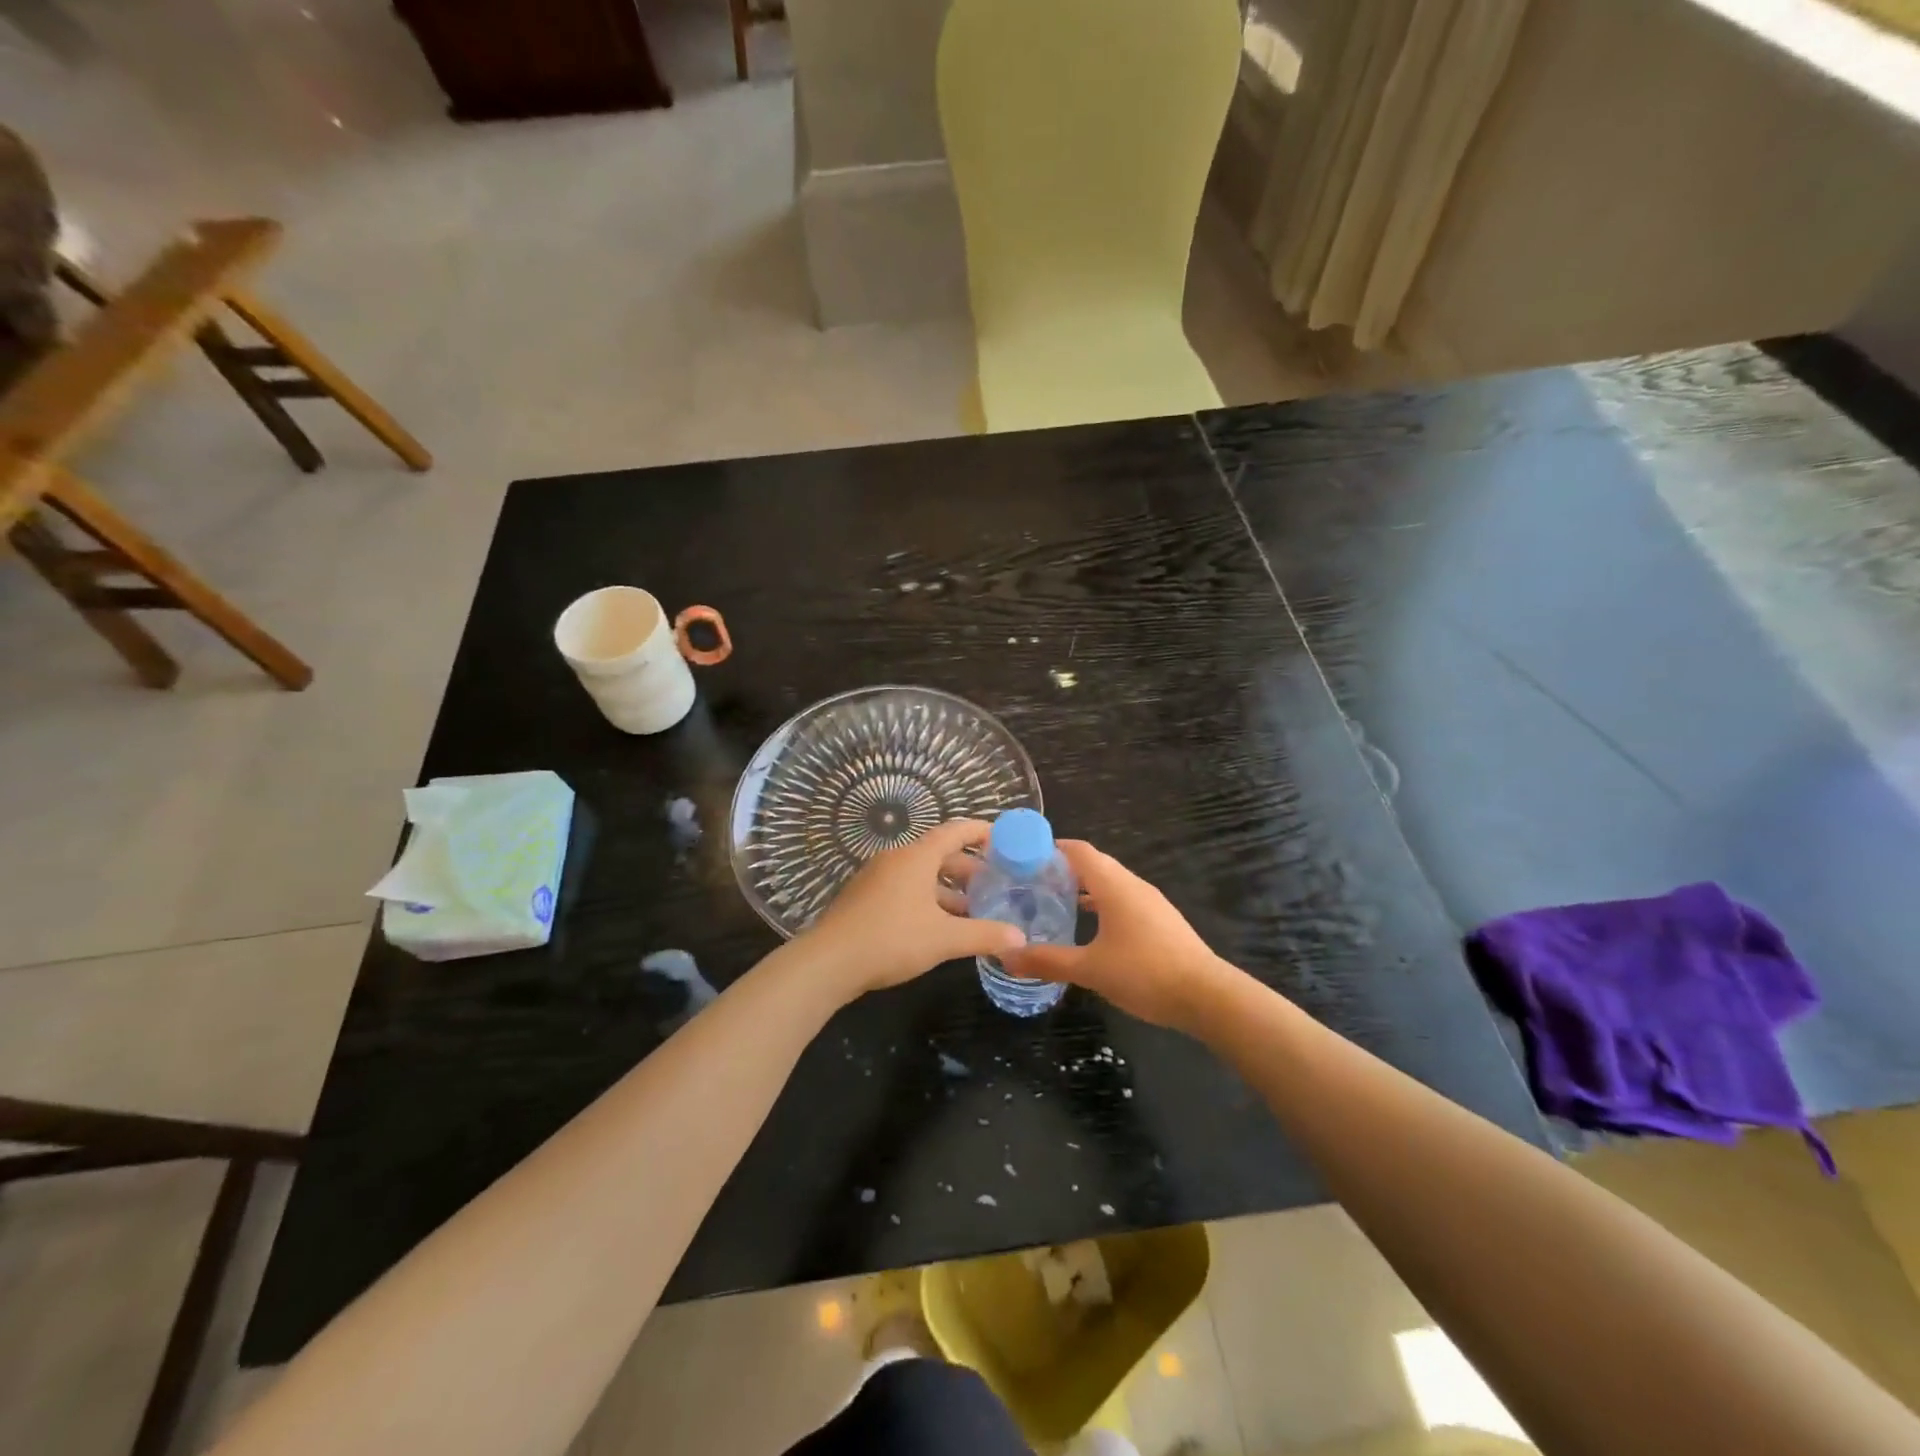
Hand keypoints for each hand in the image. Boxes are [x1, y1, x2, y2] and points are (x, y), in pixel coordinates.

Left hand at [803, 819, 1026, 998]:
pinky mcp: (865, 898)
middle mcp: (896, 859)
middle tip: (994, 884)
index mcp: (916, 857)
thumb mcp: (944, 938)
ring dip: (947, 888)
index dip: (981, 832)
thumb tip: (1020, 938)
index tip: (1004, 839)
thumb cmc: (891, 939)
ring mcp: (877, 878)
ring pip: (921, 874)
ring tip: (972, 909)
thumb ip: (984, 934)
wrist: (829, 962)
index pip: (955, 831)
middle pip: (939, 854)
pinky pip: (905, 888)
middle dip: (968, 868)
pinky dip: (927, 899)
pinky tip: (938, 926)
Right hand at [999, 841, 1229, 1032]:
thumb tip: (1007, 956)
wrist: (1208, 997)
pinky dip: (1102, 904)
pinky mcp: (1161, 921)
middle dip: (1063, 868)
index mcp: (1114, 886)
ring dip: (1084, 887)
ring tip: (1054, 903)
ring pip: (1111, 883)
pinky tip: (1090, 928)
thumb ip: (1048, 961)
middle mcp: (1133, 885)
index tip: (1024, 857)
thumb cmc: (1145, 973)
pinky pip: (1124, 900)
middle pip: (1095, 863)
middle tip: (1031, 882)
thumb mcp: (1090, 969)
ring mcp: (1151, 903)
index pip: (1079, 851)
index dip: (1052, 848)